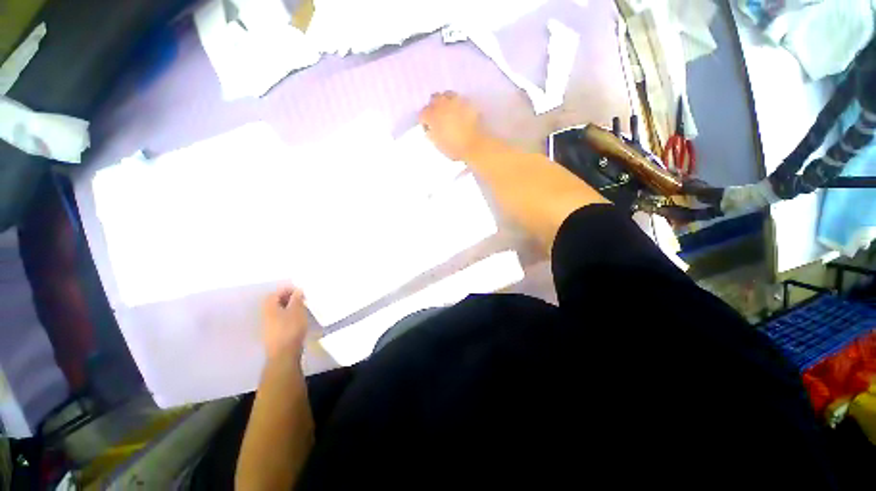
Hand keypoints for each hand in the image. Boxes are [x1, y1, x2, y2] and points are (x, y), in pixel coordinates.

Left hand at [262, 287, 308, 360]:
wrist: (284, 353)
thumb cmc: (291, 328)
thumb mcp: (297, 310)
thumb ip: (297, 299)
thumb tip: (297, 290)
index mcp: (269, 307)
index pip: (275, 294)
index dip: (287, 290)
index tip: (300, 292)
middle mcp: (265, 315)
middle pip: (274, 302)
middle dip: (288, 299)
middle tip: (301, 299)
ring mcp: (268, 326)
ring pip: (277, 312)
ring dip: (288, 308)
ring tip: (301, 309)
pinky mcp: (273, 334)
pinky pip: (280, 320)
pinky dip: (288, 317)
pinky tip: (297, 320)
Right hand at [419, 91, 490, 160]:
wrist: (474, 144)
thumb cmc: (454, 148)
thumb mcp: (438, 144)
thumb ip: (432, 134)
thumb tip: (430, 129)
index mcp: (431, 116)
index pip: (422, 114)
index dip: (424, 121)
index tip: (428, 128)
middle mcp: (441, 104)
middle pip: (433, 99)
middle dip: (434, 107)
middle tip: (438, 117)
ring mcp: (455, 101)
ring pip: (446, 94)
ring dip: (445, 101)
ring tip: (449, 111)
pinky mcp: (467, 101)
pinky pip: (459, 99)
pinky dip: (457, 103)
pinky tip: (460, 112)